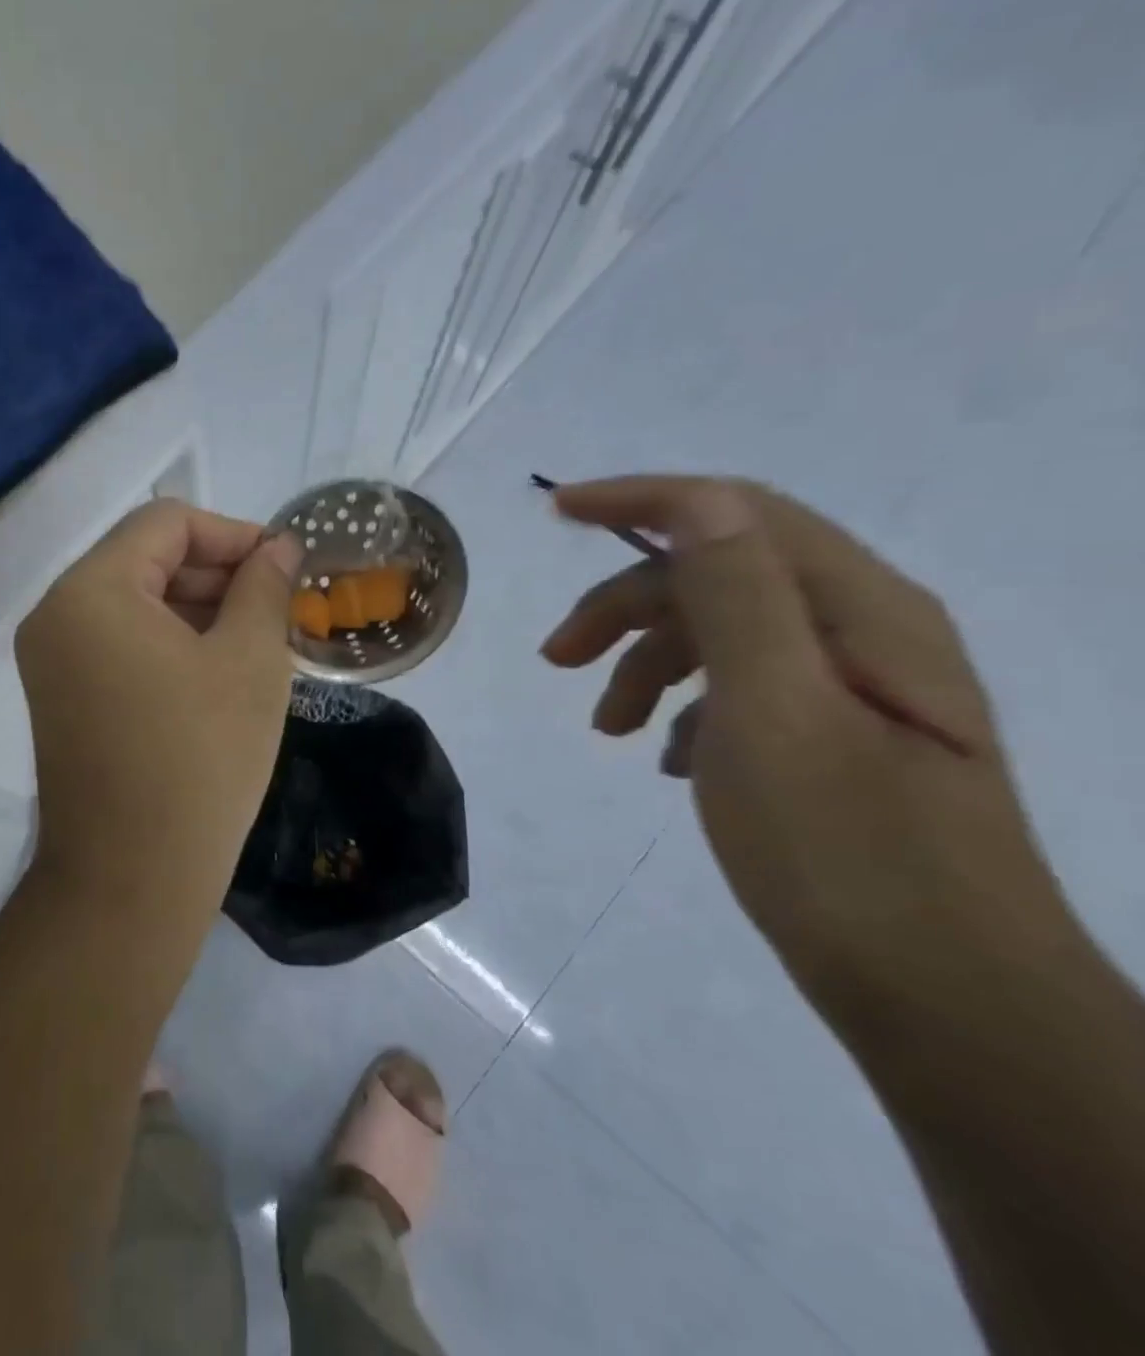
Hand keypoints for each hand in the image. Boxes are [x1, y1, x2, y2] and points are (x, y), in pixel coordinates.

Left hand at [15, 500, 299, 915]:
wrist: (132, 880)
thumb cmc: (200, 760)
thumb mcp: (250, 661)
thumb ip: (264, 587)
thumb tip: (278, 547)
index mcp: (91, 591)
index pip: (166, 523)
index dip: (233, 534)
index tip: (284, 568)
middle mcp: (56, 614)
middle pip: (144, 560)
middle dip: (216, 574)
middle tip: (277, 609)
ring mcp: (50, 661)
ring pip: (133, 604)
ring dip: (196, 610)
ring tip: (256, 643)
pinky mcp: (59, 699)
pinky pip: (118, 645)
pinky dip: (167, 644)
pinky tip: (216, 673)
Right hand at [539, 476, 1078, 1027]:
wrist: (948, 1003)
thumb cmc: (847, 855)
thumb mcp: (776, 715)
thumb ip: (738, 598)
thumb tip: (696, 501)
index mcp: (862, 612)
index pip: (737, 512)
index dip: (640, 500)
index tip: (554, 511)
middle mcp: (866, 633)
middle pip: (719, 574)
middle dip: (625, 605)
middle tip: (556, 661)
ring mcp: (855, 688)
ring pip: (723, 634)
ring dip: (647, 662)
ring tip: (606, 730)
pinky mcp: (839, 739)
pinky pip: (740, 689)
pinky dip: (684, 707)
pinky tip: (665, 760)